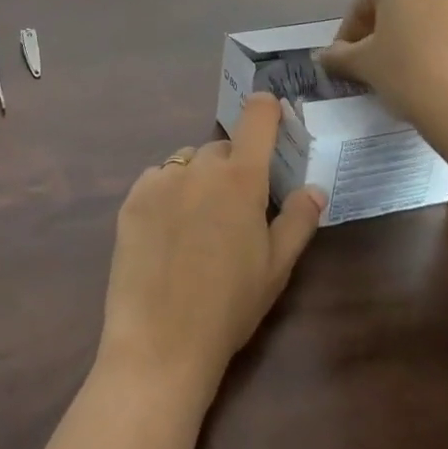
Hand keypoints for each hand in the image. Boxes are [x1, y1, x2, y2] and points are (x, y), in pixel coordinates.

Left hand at [96, 94, 324, 404]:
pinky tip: (168, 231)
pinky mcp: (132, 197)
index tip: (270, 108)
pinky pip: (158, 179)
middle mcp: (199, 167)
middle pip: (222, 149)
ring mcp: (160, 179)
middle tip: (237, 209)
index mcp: (241, 179)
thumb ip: (299, 221)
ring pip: (188, 163)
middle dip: (233, 167)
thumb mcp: (276, 268)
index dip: (266, 109)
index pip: (256, 120)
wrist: (161, 340)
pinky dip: (168, 192)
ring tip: (199, 224)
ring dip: (199, 179)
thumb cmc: (230, 306)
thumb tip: (315, 189)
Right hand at [315, 0, 447, 133]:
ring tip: (421, 68)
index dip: (352, 33)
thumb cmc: (408, 75)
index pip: (364, 5)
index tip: (348, 59)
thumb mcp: (362, 65)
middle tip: (383, 61)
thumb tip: (325, 55)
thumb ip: (339, 55)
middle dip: (391, 28)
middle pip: (405, 3)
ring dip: (427, 34)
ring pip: (441, 15)